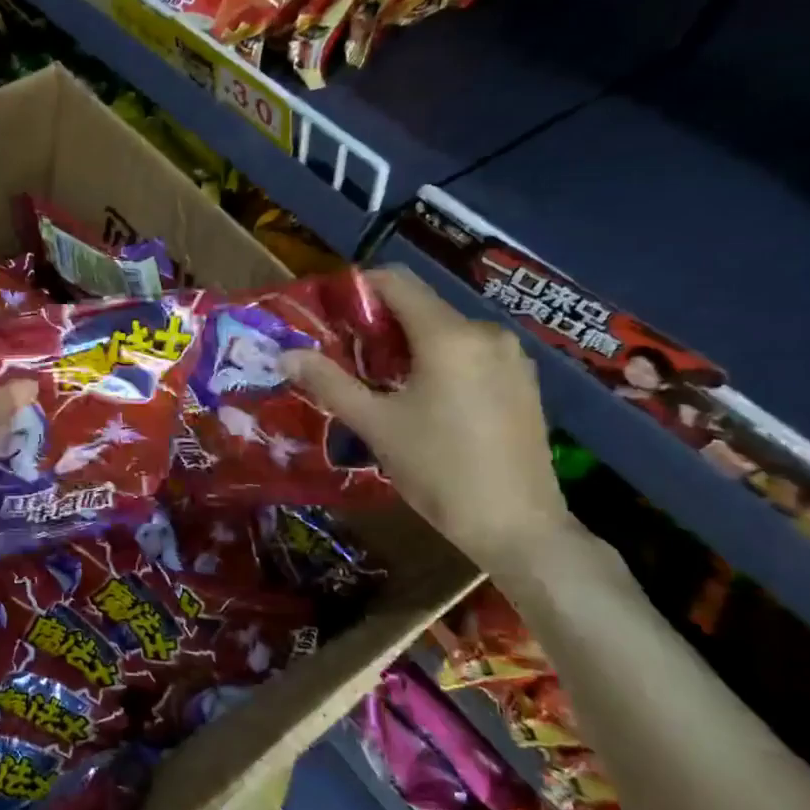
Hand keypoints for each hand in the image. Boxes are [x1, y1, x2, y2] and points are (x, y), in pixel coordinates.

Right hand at [281, 265, 570, 568]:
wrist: (518, 527)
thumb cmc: (439, 471)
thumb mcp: (376, 426)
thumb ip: (329, 383)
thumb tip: (286, 355)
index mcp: (449, 336)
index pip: (396, 281)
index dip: (357, 289)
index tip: (328, 315)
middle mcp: (486, 332)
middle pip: (420, 307)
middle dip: (378, 325)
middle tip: (345, 358)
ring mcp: (512, 357)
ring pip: (446, 332)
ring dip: (408, 346)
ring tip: (380, 385)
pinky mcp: (523, 382)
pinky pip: (470, 354)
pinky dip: (439, 363)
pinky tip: (424, 401)